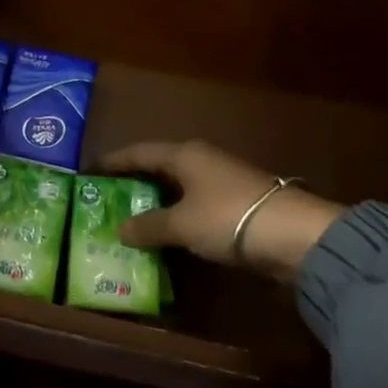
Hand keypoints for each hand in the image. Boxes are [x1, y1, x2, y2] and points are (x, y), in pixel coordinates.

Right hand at [100, 140, 344, 279]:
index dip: (115, 161)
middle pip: (160, 167)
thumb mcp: (182, 224)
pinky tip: (169, 233)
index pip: (140, 152)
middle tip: (108, 198)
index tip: (92, 170)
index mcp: (184, 154)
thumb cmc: (229, 218)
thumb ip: (149, 226)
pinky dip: (178, 215)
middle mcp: (202, 160)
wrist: (295, 235)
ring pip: (179, 187)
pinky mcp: (239, 204)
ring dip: (158, 202)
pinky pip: (196, 205)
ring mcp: (222, 181)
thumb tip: (120, 229)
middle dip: (135, 182)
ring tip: (132, 219)